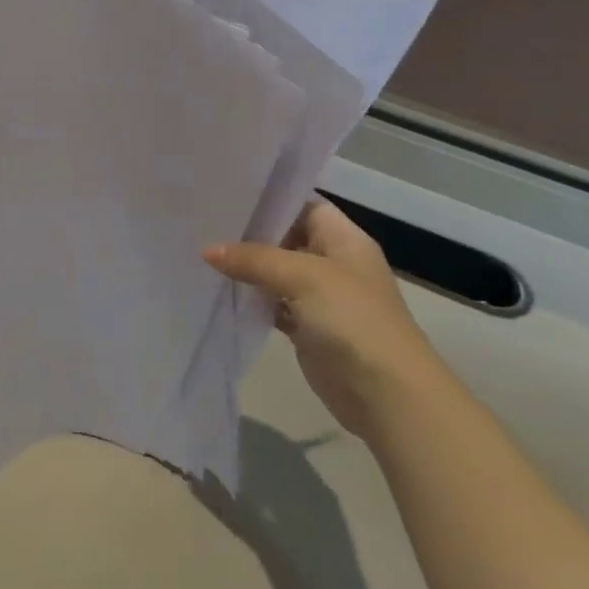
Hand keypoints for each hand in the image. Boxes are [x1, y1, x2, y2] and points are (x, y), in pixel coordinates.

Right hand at [205, 198, 446, 437]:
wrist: (386, 394)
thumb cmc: (352, 320)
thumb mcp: (303, 277)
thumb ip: (254, 259)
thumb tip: (208, 250)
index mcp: (344, 239)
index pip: (303, 205)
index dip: (270, 200)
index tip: (227, 194)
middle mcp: (334, 263)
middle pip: (286, 238)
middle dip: (250, 233)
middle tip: (204, 222)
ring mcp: (321, 297)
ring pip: (277, 273)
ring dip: (247, 268)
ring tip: (202, 252)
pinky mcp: (308, 328)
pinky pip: (274, 304)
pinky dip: (252, 300)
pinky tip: (220, 292)